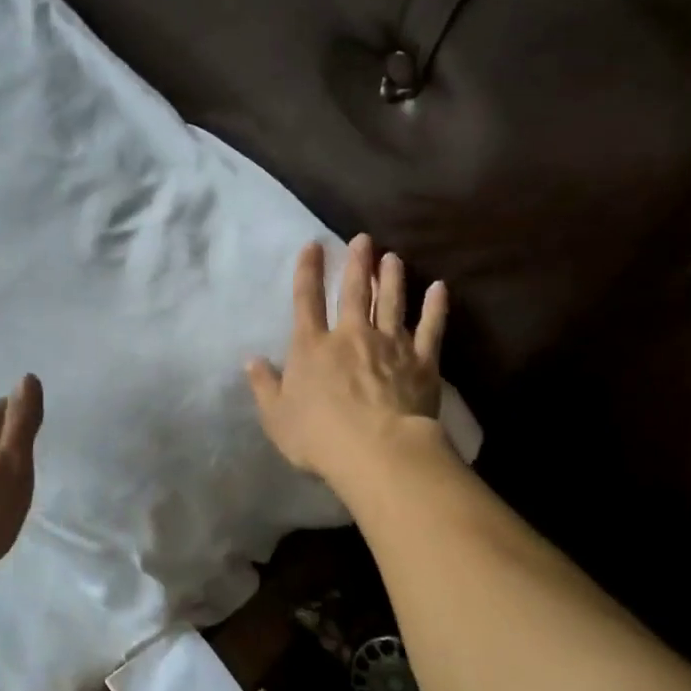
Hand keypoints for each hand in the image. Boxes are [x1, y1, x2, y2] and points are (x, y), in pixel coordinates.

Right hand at [246, 236, 448, 487]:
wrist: (377, 451)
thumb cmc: (319, 437)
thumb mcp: (276, 417)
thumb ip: (264, 386)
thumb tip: (251, 361)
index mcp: (312, 347)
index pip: (306, 300)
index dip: (308, 271)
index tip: (313, 245)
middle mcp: (350, 336)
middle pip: (354, 293)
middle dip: (357, 264)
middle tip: (363, 239)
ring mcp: (389, 345)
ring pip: (391, 302)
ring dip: (391, 278)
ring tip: (392, 257)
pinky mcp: (421, 361)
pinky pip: (430, 328)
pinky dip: (435, 307)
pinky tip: (439, 288)